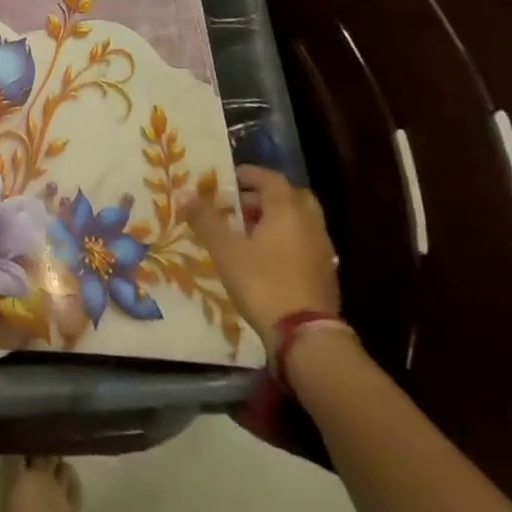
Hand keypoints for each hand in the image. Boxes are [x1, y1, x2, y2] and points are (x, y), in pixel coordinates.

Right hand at [184, 165, 338, 358]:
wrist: (305, 337)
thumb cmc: (263, 283)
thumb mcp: (225, 250)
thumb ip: (206, 220)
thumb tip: (186, 196)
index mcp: (288, 209)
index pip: (270, 178)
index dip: (248, 174)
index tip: (227, 179)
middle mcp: (310, 223)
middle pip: (291, 197)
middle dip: (265, 196)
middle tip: (240, 204)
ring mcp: (322, 249)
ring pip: (299, 221)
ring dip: (276, 219)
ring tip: (247, 232)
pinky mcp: (325, 274)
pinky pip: (304, 243)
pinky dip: (286, 240)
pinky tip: (265, 258)